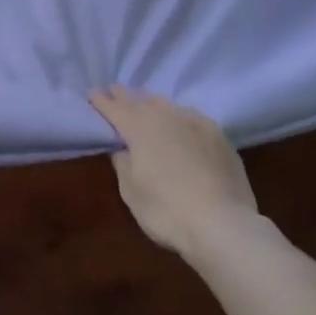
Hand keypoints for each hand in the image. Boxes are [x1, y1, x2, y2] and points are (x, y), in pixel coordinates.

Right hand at [91, 86, 260, 259]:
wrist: (223, 224)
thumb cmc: (167, 211)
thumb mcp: (131, 193)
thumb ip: (123, 165)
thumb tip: (123, 149)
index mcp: (138, 128)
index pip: (114, 108)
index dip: (102, 101)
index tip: (92, 93)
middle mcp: (165, 117)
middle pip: (140, 100)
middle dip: (126, 96)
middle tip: (115, 90)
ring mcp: (194, 123)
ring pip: (167, 105)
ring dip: (152, 102)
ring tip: (146, 102)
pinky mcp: (218, 135)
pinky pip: (191, 117)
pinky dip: (179, 116)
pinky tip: (181, 121)